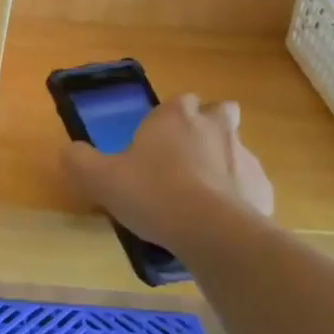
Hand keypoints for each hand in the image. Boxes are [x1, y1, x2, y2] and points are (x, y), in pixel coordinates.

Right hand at [62, 94, 273, 254]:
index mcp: (175, 117)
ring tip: (199, 195)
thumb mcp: (99, 178)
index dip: (169, 117)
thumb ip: (78, 160)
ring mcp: (245, 156)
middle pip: (219, 112)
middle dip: (208, 126)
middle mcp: (215, 127)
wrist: (212, 231)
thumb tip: (69, 150)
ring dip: (222, 163)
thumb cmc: (152, 193)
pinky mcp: (263, 188)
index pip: (179, 101)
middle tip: (185, 156)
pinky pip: (249, 185)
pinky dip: (238, 196)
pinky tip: (218, 219)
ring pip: (236, 149)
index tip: (156, 139)